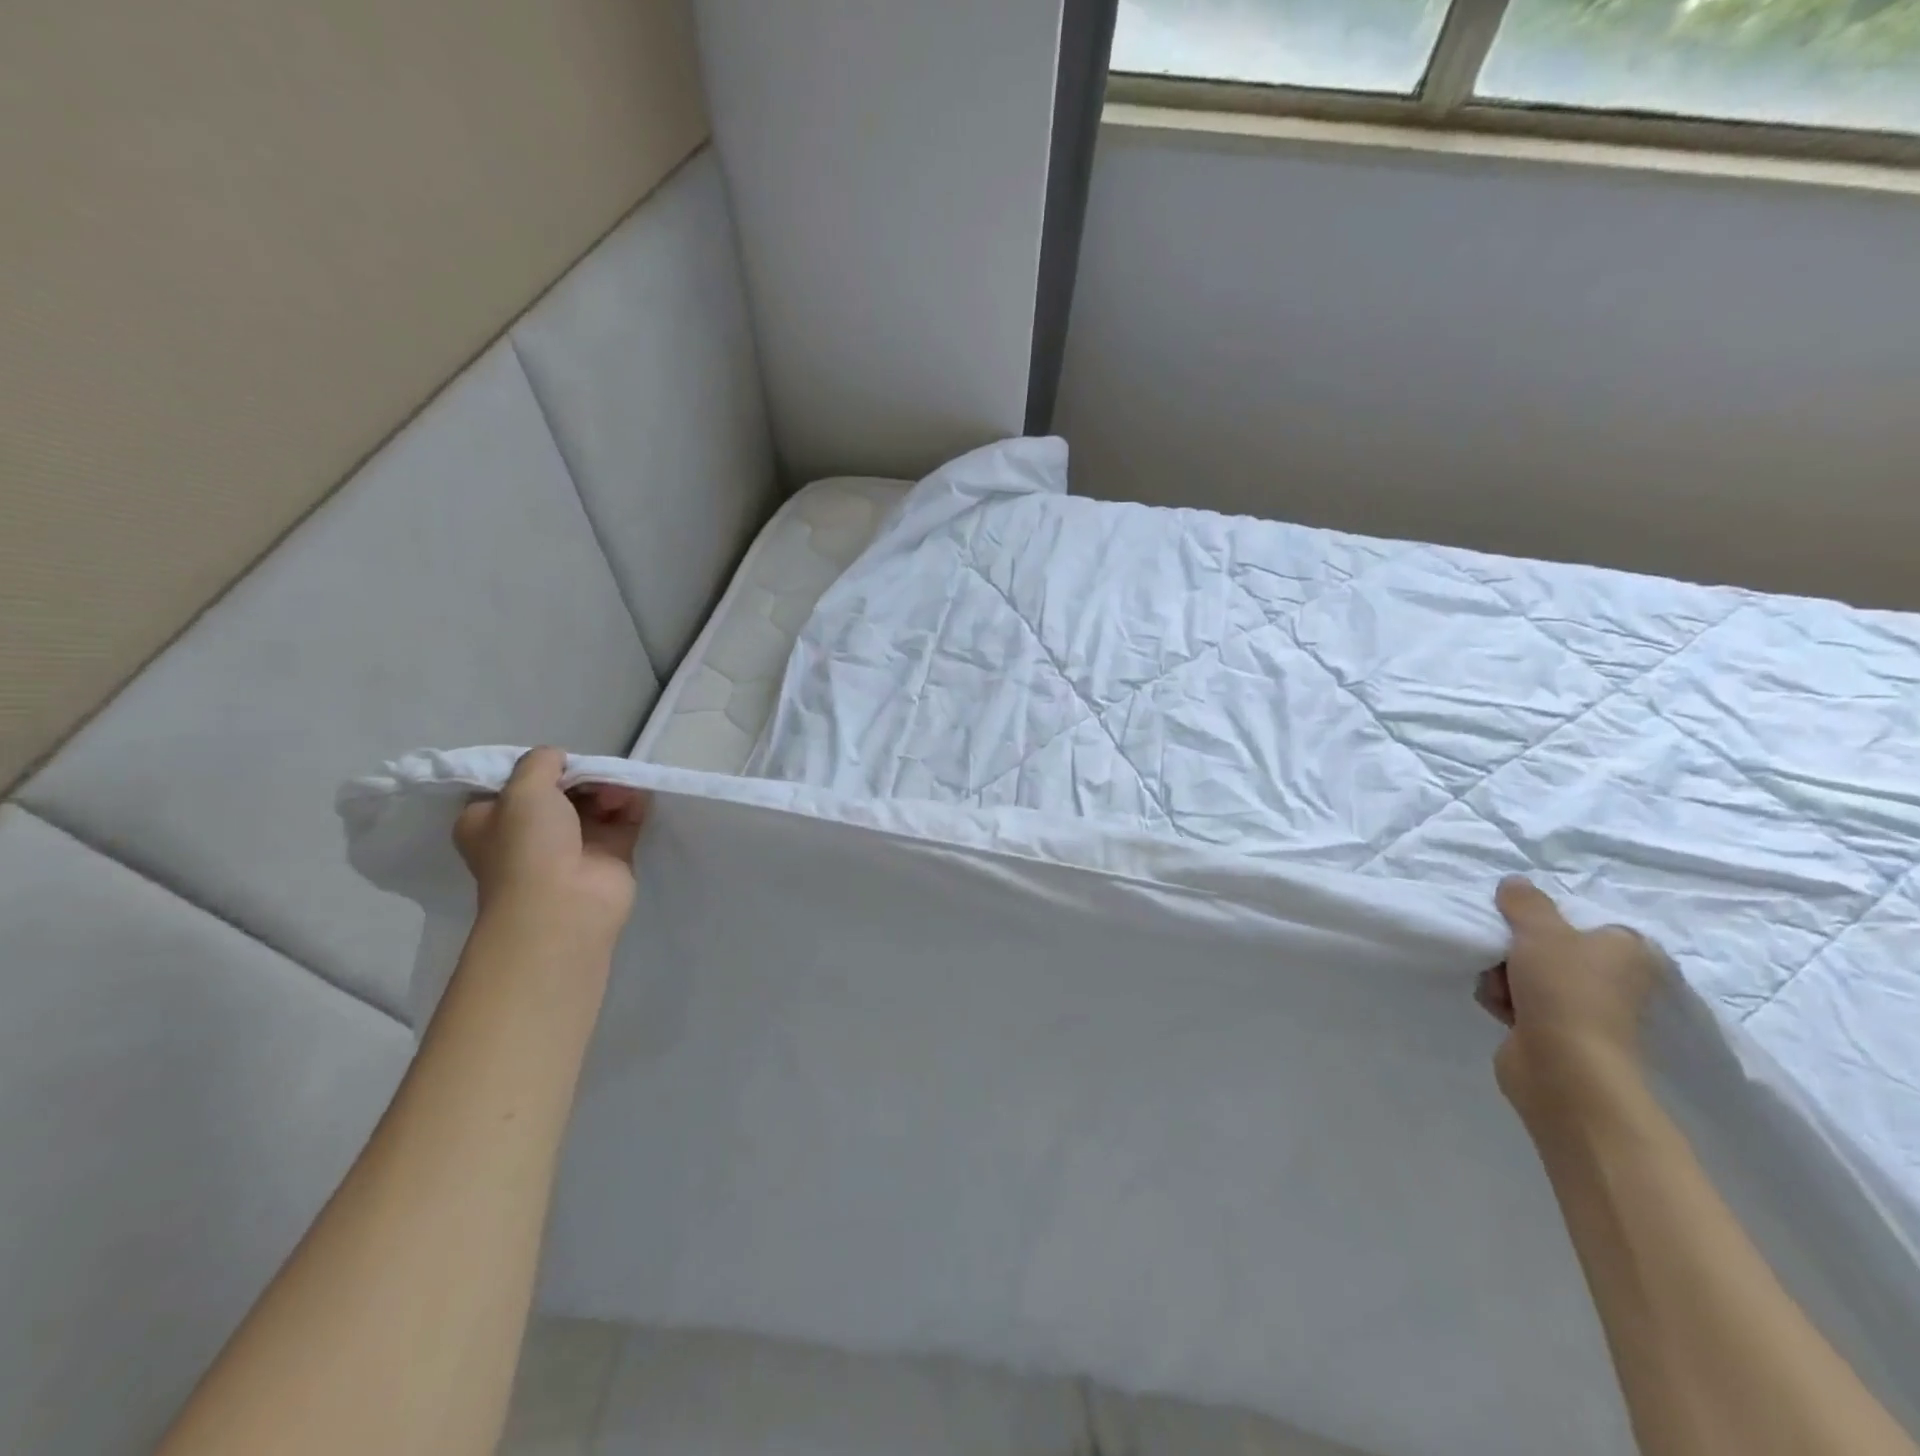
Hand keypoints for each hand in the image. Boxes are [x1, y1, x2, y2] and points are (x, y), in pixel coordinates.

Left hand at [454, 747, 648, 949]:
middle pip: (561, 790)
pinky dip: (632, 802)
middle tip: (595, 771)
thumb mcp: (522, 788)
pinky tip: (635, 794)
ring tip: (618, 787)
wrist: (564, 904)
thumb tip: (559, 758)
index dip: (537, 768)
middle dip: (581, 776)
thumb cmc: (529, 845)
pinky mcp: (611, 854)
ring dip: (608, 787)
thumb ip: (540, 761)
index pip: (513, 785)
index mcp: (492, 821)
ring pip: (595, 802)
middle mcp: (530, 833)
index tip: (557, 759)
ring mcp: (574, 844)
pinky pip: (625, 818)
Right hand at [1476, 876, 1663, 1118]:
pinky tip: (1502, 1010)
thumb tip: (1516, 883)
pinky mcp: (1557, 1032)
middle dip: (1514, 950)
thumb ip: (1525, 902)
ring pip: (1526, 972)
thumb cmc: (1565, 989)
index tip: (1522, 923)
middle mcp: (1614, 979)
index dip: (1549, 920)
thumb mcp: (1540, 930)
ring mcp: (1585, 1008)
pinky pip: (1519, 1002)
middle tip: (1506, 956)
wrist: (1563, 1066)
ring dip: (1503, 977)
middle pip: (1547, 946)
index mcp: (1627, 950)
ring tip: (1503, 990)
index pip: (1586, 921)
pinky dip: (1504, 1002)